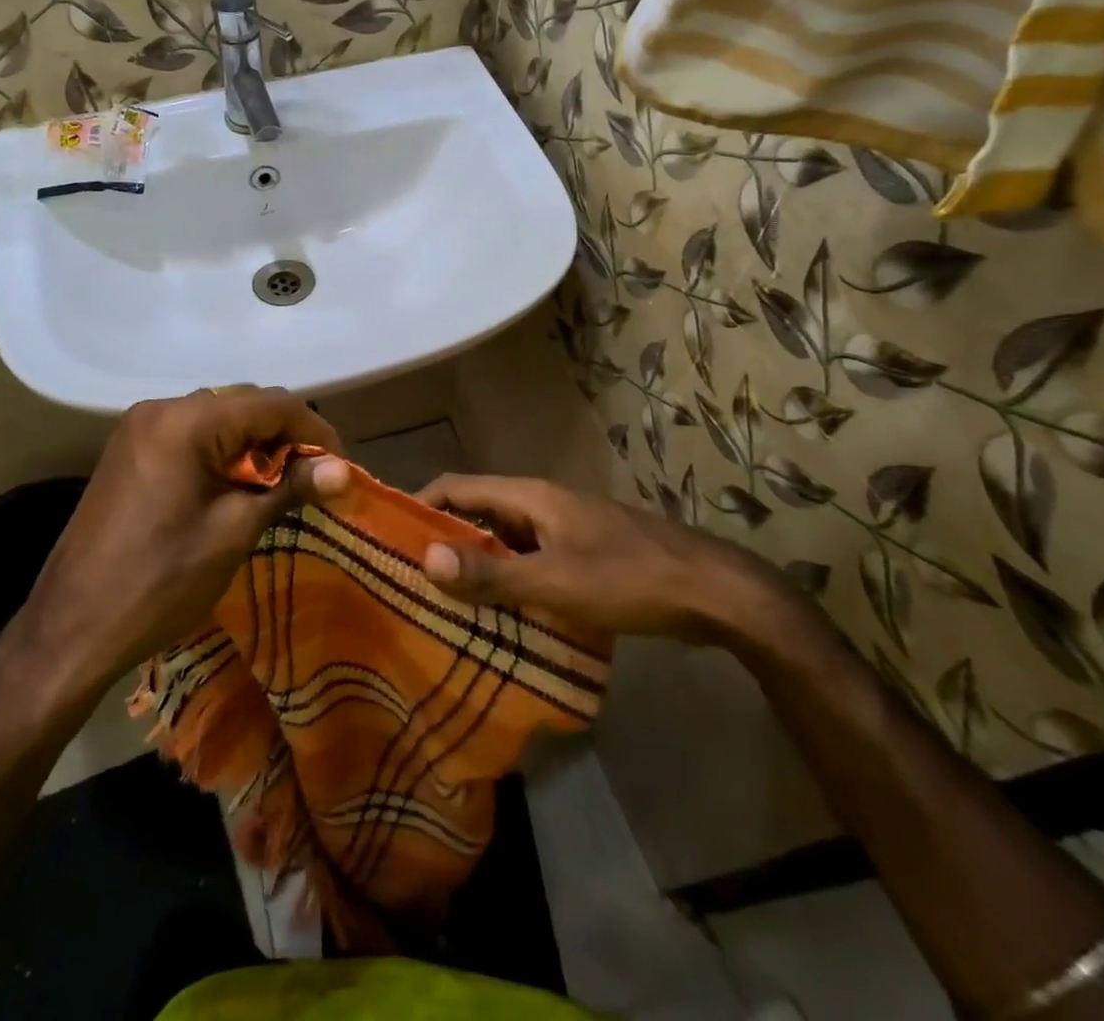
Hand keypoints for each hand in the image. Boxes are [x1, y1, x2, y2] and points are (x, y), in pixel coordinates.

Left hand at [13, 388, 350, 690]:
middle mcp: (161, 408)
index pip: (271, 404)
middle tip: (313, 480)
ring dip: (254, 445)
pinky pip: (191, 434)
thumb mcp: (233, 532)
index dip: (314, 430)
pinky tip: (235, 487)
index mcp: (186, 420)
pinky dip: (222, 452)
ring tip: (279, 487)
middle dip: (285, 436)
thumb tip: (345, 470)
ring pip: (218, 418)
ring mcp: (140, 427)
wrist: (71, 627)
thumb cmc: (160, 581)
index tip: (340, 468)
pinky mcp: (130, 450)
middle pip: (243, 404)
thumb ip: (290, 488)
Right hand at [415, 475, 787, 642]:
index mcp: (529, 497)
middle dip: (444, 541)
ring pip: (506, 541)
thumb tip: (426, 559)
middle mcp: (542, 504)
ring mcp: (566, 529)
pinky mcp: (585, 555)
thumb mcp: (553, 582)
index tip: (389, 536)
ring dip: (477, 565)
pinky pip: (531, 561)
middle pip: (478, 513)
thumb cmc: (627, 578)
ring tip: (445, 603)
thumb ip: (490, 573)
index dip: (421, 505)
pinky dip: (509, 581)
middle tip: (410, 579)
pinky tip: (500, 616)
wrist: (714, 593)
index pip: (457, 487)